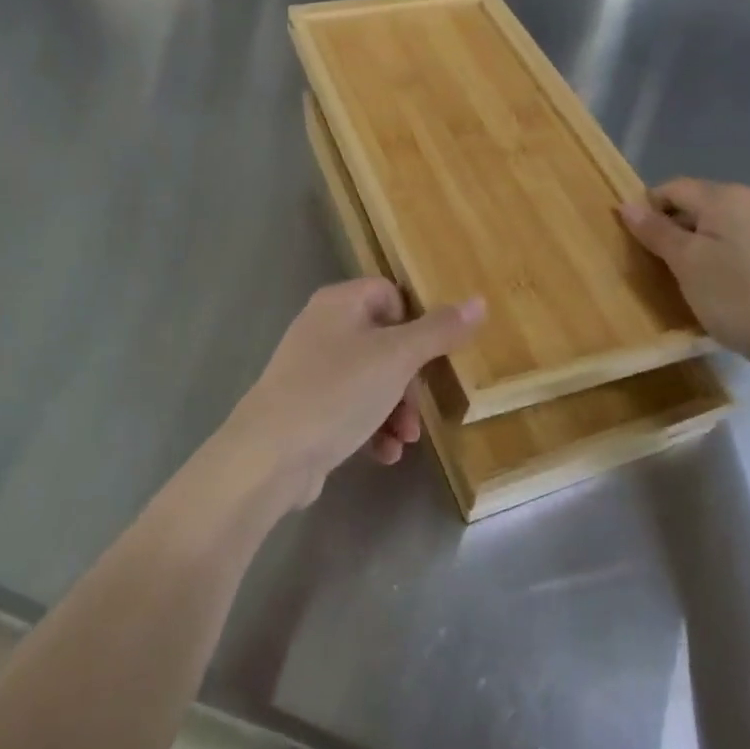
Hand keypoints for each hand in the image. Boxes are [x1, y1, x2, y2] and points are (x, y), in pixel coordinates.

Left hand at [220, 280, 484, 507]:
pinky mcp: (307, 407)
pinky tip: (384, 454)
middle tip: (418, 408)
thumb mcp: (397, 358)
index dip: (415, 322)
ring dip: (396, 410)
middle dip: (409, 380)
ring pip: (371, 380)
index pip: (390, 294)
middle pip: (385, 341)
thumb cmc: (337, 392)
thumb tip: (479, 301)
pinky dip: (372, 427)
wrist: (270, 454)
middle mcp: (322, 328)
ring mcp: (311, 369)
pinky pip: (351, 408)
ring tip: (405, 439)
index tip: (432, 354)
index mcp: (340, 302)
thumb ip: (439, 331)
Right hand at [618, 178, 749, 377]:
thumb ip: (656, 231)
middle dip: (674, 229)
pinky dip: (724, 256)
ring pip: (720, 225)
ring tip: (691, 280)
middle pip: (698, 204)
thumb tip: (626, 205)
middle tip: (661, 266)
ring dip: (699, 245)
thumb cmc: (738, 298)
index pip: (672, 188)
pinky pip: (742, 242)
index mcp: (726, 197)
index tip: (637, 245)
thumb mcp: (686, 264)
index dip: (648, 211)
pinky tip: (725, 286)